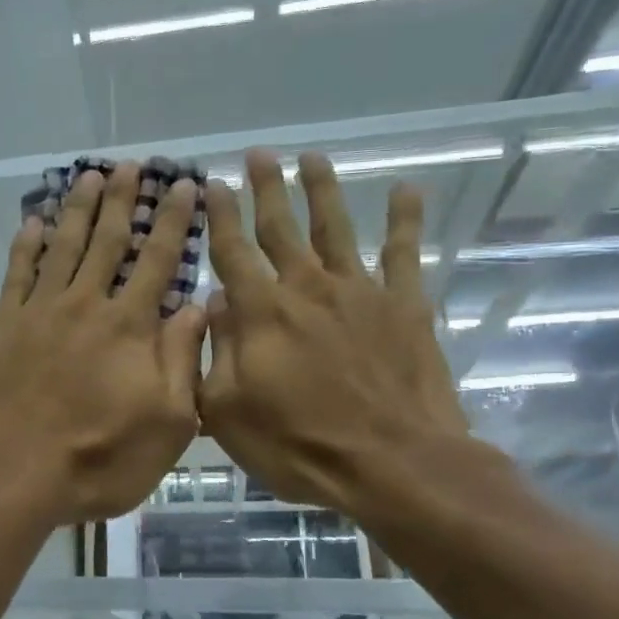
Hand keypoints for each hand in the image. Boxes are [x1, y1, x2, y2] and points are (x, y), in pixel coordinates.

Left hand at [0, 165, 206, 524]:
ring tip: (91, 177)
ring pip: (63, 246)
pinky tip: (34, 222)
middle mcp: (86, 305)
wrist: (14, 473)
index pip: (158, 260)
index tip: (184, 186)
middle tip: (132, 165)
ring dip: (79, 210)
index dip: (173, 221)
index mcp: (130, 327)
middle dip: (124, 200)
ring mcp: (40, 311)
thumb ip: (182, 359)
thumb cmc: (99, 458)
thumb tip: (201, 305)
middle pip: (108, 241)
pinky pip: (17, 273)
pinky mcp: (3, 325)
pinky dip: (27, 244)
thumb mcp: (167, 423)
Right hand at [197, 149, 472, 519]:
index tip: (212, 183)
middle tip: (258, 154)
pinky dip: (406, 220)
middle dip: (266, 189)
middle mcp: (307, 288)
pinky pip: (404, 253)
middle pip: (281, 228)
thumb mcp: (227, 410)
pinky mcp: (405, 306)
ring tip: (313, 157)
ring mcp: (360, 293)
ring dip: (322, 190)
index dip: (220, 215)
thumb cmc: (298, 445)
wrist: (393, 464)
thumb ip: (217, 351)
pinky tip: (406, 190)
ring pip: (336, 228)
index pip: (233, 251)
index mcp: (262, 312)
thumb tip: (218, 302)